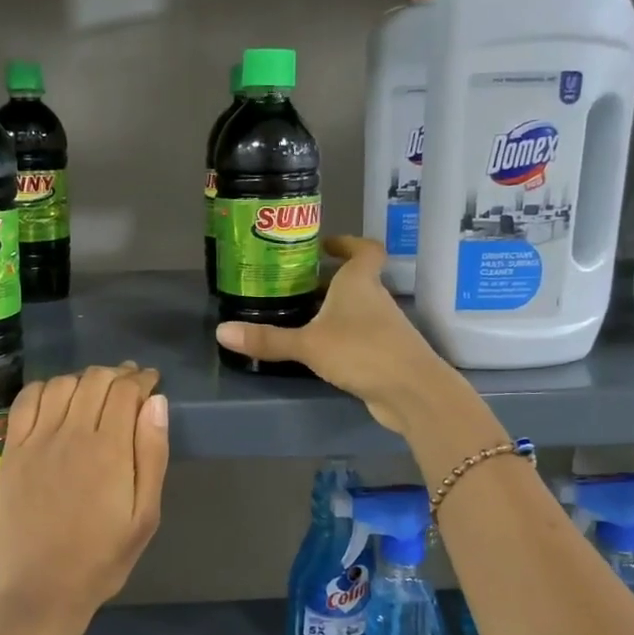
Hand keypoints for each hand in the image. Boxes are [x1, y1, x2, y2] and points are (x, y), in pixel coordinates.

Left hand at [0, 362, 168, 632]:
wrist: (43, 590)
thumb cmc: (102, 557)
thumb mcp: (145, 515)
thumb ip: (152, 454)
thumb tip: (156, 402)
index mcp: (109, 450)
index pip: (126, 390)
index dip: (141, 379)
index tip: (151, 381)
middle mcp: (71, 434)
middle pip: (95, 380)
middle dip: (117, 374)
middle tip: (129, 383)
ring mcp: (36, 441)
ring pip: (62, 385)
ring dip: (83, 379)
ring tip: (96, 390)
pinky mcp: (11, 452)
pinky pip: (25, 402)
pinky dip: (45, 388)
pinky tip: (56, 397)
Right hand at [215, 236, 467, 434]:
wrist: (412, 392)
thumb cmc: (361, 351)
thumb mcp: (308, 344)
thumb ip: (267, 339)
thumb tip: (221, 332)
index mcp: (360, 282)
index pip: (365, 250)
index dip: (348, 243)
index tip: (326, 246)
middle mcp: (375, 298)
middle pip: (354, 280)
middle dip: (327, 281)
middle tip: (293, 285)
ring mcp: (384, 327)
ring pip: (356, 309)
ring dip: (332, 310)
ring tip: (298, 317)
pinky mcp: (385, 353)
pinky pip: (359, 336)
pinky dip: (341, 337)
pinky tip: (318, 351)